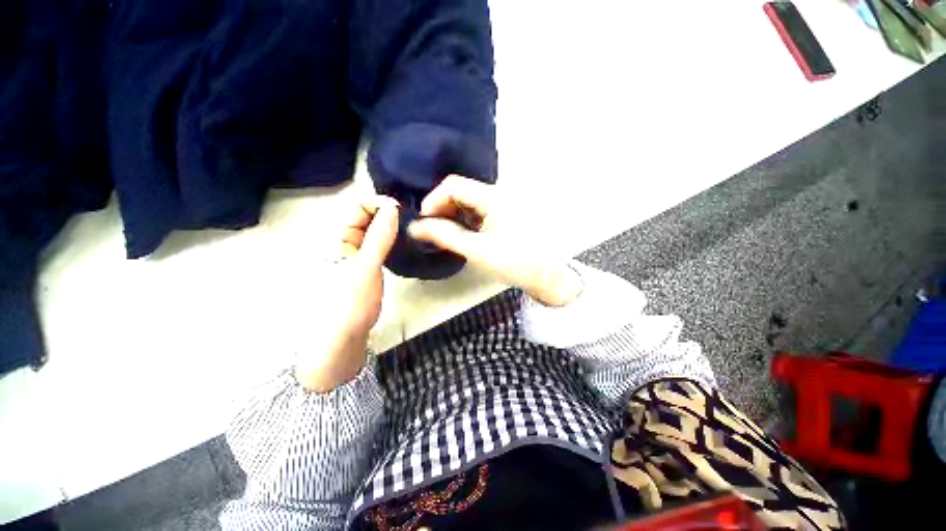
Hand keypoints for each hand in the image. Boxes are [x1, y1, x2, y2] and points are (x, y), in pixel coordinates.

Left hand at [295, 196, 399, 391]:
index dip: (377, 204)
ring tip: (410, 225)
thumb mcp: (365, 268)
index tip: (400, 210)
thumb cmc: (350, 302)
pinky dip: (391, 237)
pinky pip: (379, 243)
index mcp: (337, 238)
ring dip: (390, 224)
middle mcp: (346, 241)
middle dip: (386, 212)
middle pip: (365, 215)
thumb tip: (392, 207)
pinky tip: (403, 239)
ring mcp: (358, 252)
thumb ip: (378, 237)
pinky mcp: (368, 263)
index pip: (356, 207)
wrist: (345, 335)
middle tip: (410, 217)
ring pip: (374, 229)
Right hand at [407, 175, 582, 306]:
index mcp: (492, 197)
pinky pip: (479, 210)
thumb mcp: (476, 250)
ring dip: (453, 216)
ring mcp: (503, 203)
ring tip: (446, 236)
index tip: (424, 223)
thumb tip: (415, 227)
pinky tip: (464, 236)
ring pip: (469, 201)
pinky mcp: (505, 214)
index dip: (433, 200)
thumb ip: (444, 235)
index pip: (453, 185)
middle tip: (433, 232)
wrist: (549, 275)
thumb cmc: (514, 262)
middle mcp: (498, 193)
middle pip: (461, 191)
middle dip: (442, 209)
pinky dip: (466, 220)